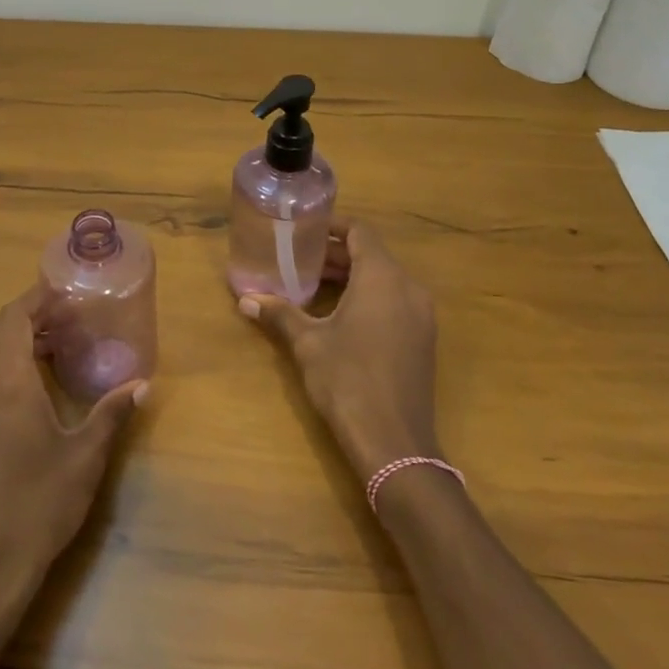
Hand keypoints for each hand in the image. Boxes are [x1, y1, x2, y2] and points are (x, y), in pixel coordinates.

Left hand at [0, 289, 145, 599]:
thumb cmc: (39, 505)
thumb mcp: (85, 456)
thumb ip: (112, 413)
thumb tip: (143, 383)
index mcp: (5, 384)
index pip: (14, 319)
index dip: (37, 299)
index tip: (66, 291)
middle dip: (29, 315)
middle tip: (68, 316)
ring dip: (15, 339)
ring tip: (55, 343)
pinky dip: (4, 364)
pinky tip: (33, 384)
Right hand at [239, 220, 441, 481]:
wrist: (394, 442)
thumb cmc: (347, 381)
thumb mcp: (308, 344)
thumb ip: (280, 314)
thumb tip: (246, 299)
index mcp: (383, 278)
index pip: (360, 232)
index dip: (332, 226)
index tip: (304, 230)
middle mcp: (409, 288)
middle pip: (372, 255)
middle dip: (336, 255)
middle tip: (298, 260)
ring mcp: (421, 315)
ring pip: (384, 279)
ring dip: (351, 277)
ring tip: (312, 286)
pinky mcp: (423, 339)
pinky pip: (394, 301)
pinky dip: (368, 297)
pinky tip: (339, 316)